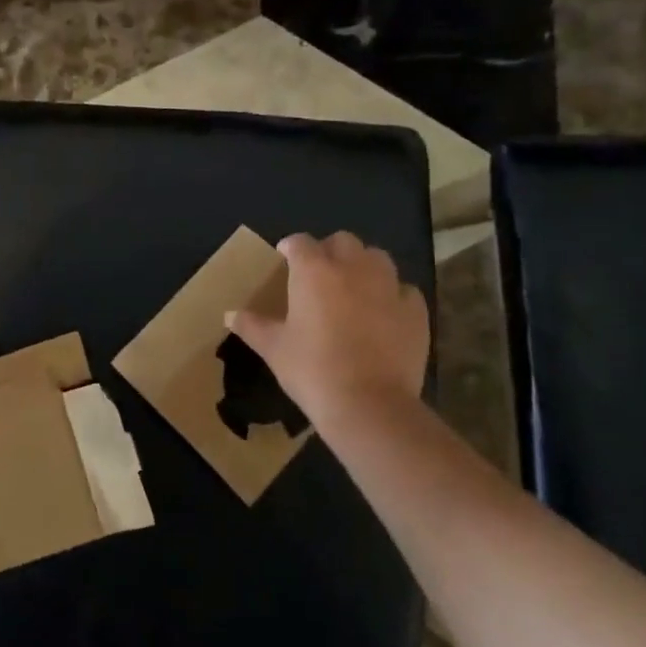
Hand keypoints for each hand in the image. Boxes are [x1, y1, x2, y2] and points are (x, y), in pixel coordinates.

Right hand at [228, 232, 429, 452]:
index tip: (284, 258)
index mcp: (314, 271)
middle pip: (343, 241)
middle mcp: (353, 268)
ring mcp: (389, 287)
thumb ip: (252, 326)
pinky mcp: (416, 311)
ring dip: (364, 265)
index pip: (300, 242)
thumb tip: (230, 314)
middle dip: (330, 250)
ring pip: (378, 258)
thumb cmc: (312, 370)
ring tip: (354, 287)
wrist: (368, 405)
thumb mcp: (274, 349)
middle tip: (319, 273)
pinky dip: (393, 295)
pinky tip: (384, 313)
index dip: (290, 247)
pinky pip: (404, 290)